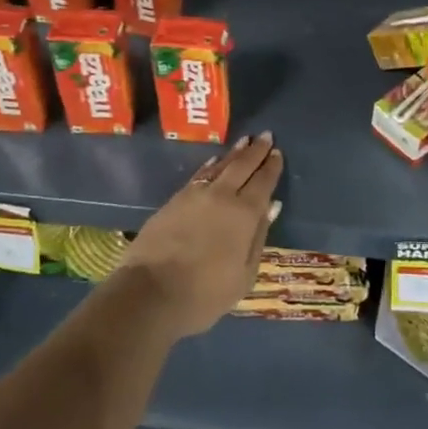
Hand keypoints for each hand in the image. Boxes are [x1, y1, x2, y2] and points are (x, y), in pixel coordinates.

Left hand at [114, 134, 284, 339]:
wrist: (150, 293)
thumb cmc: (204, 293)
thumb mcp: (243, 275)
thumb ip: (258, 238)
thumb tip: (271, 207)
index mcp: (244, 214)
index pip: (263, 183)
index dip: (271, 167)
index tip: (278, 152)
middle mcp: (221, 196)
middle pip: (242, 167)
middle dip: (255, 151)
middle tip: (265, 135)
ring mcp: (195, 195)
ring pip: (219, 167)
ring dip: (234, 153)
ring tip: (244, 141)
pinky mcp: (174, 200)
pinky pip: (198, 175)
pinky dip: (210, 167)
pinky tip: (213, 163)